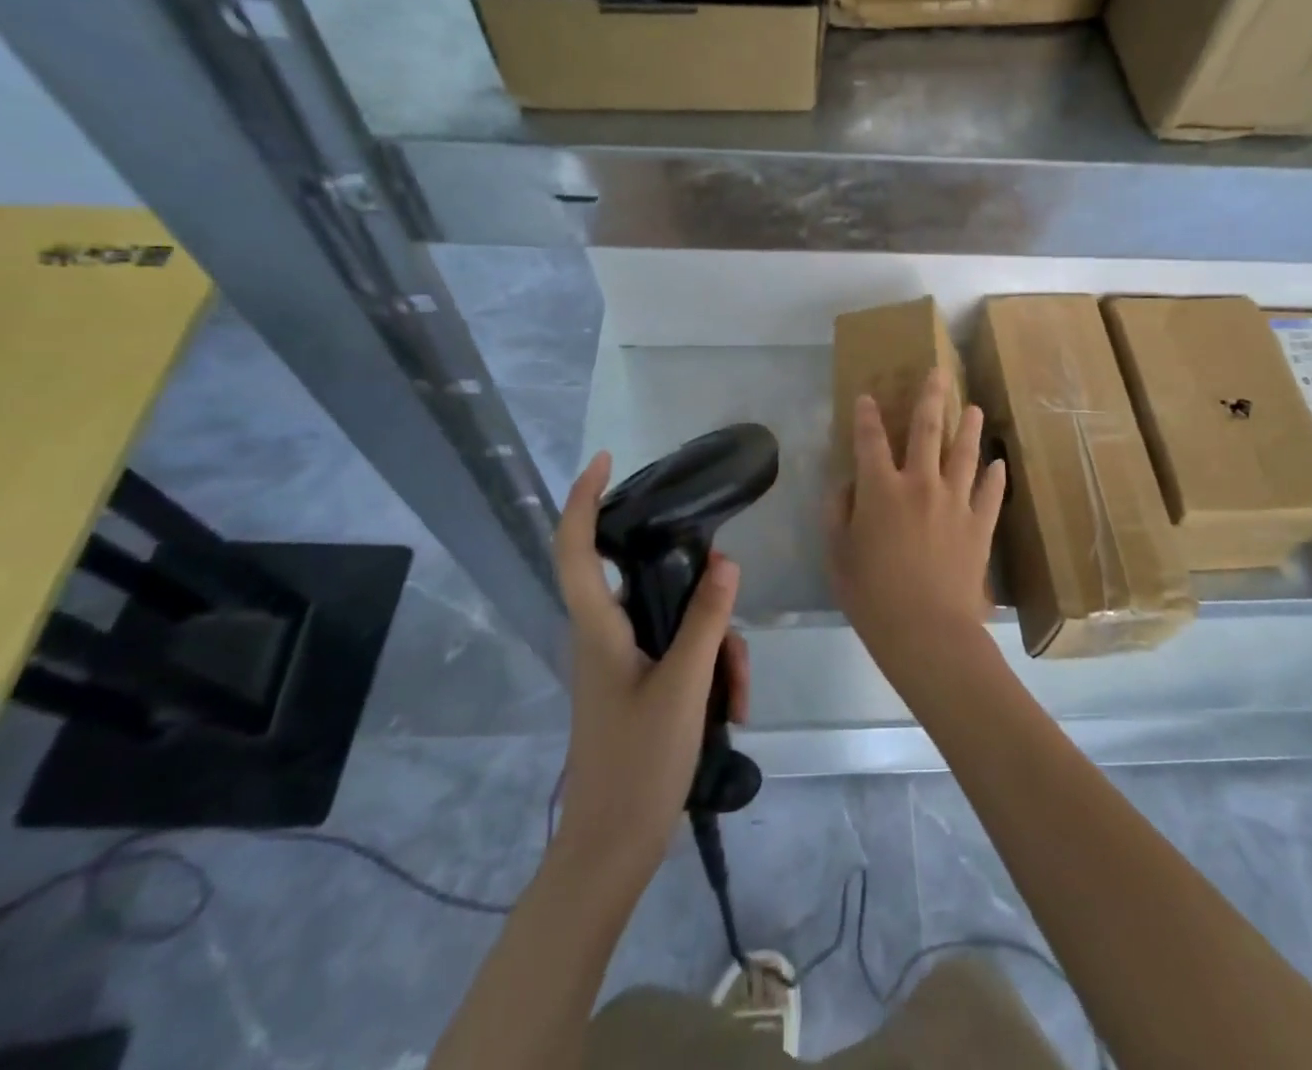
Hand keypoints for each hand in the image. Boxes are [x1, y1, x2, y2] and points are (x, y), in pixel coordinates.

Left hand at [552, 451, 748, 886]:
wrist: (612, 851)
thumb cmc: (638, 766)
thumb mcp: (685, 686)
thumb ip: (705, 620)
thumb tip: (725, 560)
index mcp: (597, 629)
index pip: (574, 548)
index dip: (582, 499)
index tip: (606, 460)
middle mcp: (603, 636)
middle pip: (648, 583)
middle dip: (699, 596)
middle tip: (729, 628)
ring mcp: (621, 662)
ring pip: (675, 622)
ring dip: (715, 647)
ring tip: (737, 694)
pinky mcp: (638, 684)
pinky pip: (679, 653)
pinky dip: (709, 670)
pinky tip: (731, 709)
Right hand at [827, 369, 1006, 690]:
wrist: (927, 630)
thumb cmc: (872, 595)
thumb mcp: (838, 555)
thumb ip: (838, 513)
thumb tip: (846, 485)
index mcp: (881, 489)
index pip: (870, 440)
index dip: (866, 416)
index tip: (866, 396)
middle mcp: (920, 483)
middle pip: (927, 430)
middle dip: (930, 398)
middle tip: (937, 373)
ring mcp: (955, 501)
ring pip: (964, 453)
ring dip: (968, 427)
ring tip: (973, 406)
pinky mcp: (980, 524)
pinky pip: (990, 493)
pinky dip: (995, 476)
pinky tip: (999, 463)